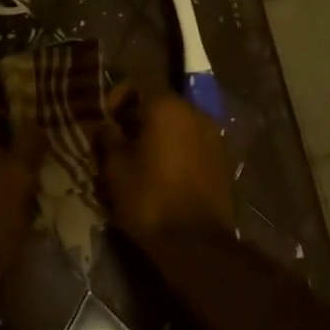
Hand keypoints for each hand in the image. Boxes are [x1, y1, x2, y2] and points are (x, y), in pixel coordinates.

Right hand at [97, 85, 234, 248]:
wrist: (197, 244)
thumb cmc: (149, 198)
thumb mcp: (115, 167)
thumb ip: (108, 137)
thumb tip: (106, 124)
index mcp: (166, 106)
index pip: (137, 85)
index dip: (116, 100)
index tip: (105, 122)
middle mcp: (194, 111)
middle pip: (159, 103)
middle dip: (138, 117)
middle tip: (119, 140)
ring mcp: (213, 135)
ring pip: (178, 124)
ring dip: (159, 134)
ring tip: (141, 158)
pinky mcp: (224, 159)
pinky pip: (193, 143)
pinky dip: (178, 149)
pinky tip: (164, 172)